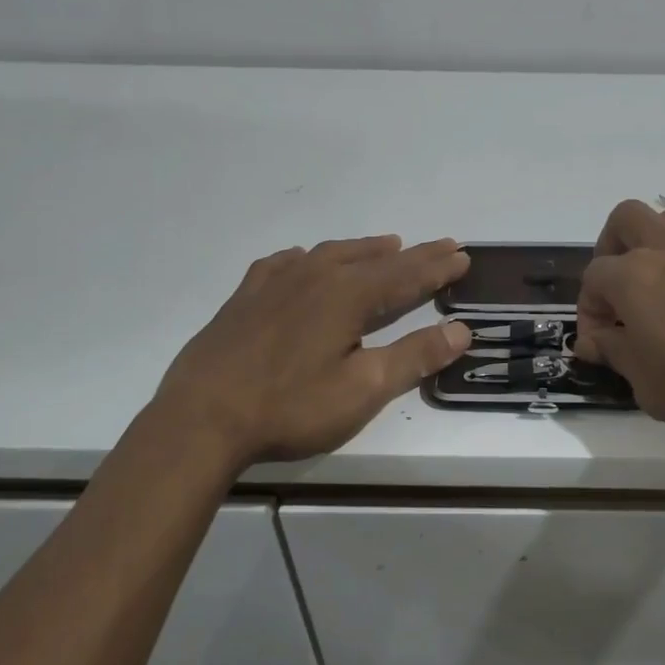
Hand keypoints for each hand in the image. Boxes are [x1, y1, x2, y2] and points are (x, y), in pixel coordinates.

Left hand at [155, 235, 471, 467]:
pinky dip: (310, 257)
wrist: (201, 418)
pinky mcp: (246, 297)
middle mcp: (315, 276)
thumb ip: (414, 356)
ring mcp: (276, 283)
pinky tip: (306, 260)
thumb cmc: (290, 407)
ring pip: (331, 254)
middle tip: (442, 245)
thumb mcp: (363, 389)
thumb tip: (462, 330)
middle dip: (413, 254)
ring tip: (387, 245)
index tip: (463, 255)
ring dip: (365, 250)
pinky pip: (286, 262)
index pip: (406, 275)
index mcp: (348, 296)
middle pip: (375, 259)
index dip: (438, 267)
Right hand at [575, 200, 664, 450]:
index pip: (592, 279)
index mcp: (634, 277)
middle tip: (619, 294)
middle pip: (625, 220)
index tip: (599, 347)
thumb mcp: (650, 387)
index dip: (588, 312)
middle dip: (611, 249)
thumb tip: (596, 339)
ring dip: (654, 249)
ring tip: (661, 296)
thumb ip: (616, 355)